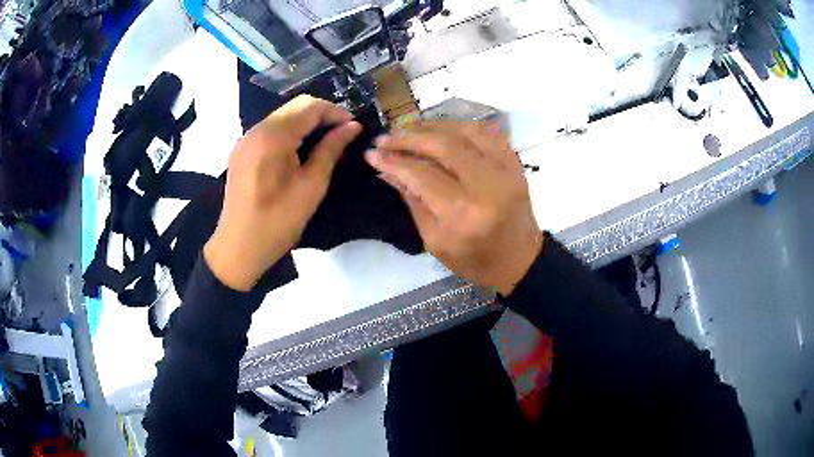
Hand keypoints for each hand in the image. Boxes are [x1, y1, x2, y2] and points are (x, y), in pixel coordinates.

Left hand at [204, 95, 361, 290]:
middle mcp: (256, 130)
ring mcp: (245, 140)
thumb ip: (331, 150)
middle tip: (342, 133)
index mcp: (273, 137)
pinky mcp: (241, 151)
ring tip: (326, 140)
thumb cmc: (277, 222)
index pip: (309, 107)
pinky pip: (270, 130)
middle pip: (294, 107)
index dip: (335, 112)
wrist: (238, 248)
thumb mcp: (311, 186)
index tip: (354, 127)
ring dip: (306, 122)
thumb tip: (352, 127)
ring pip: (282, 116)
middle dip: (321, 114)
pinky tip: (300, 149)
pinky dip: (290, 131)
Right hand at [366, 120, 542, 295]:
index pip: (422, 174)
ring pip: (464, 131)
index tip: (372, 153)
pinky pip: (485, 131)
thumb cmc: (474, 259)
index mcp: (464, 214)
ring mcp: (505, 169)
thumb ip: (412, 200)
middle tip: (386, 138)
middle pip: (443, 145)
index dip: (393, 160)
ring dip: (432, 126)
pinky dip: (459, 126)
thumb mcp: (434, 240)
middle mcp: (487, 185)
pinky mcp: (514, 163)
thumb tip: (387, 168)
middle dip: (409, 137)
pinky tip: (441, 129)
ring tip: (407, 128)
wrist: (519, 259)